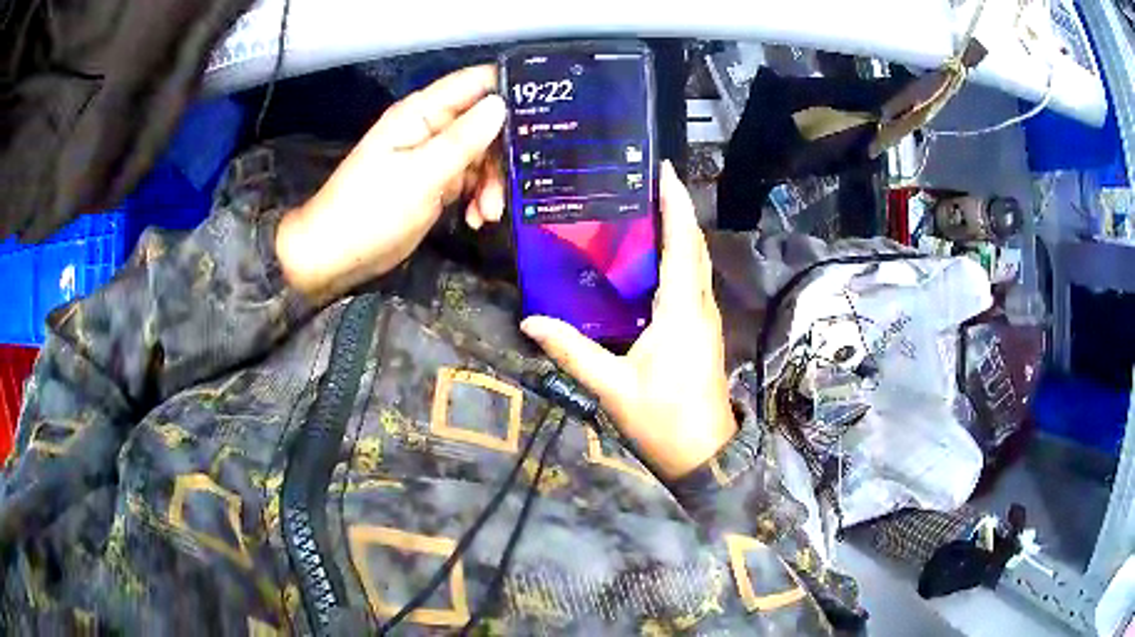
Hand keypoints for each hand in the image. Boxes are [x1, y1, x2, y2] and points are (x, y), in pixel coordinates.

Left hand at [275, 65, 506, 302]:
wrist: (336, 256)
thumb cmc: (370, 211)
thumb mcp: (421, 175)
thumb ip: (463, 140)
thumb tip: (501, 105)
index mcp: (422, 113)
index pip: (474, 83)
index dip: (510, 89)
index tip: (547, 109)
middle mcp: (431, 128)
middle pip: (485, 124)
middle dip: (502, 154)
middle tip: (511, 186)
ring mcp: (433, 157)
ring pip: (482, 156)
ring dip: (492, 184)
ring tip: (488, 214)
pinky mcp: (434, 183)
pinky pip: (469, 181)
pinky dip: (478, 198)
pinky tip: (477, 220)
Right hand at [521, 163, 736, 480]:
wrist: (704, 454)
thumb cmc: (663, 421)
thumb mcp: (613, 388)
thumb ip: (573, 352)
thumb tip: (530, 322)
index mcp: (681, 312)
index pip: (682, 244)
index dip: (676, 204)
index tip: (663, 170)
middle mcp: (700, 306)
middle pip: (694, 246)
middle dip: (677, 209)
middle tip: (646, 182)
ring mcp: (707, 318)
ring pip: (697, 262)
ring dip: (680, 231)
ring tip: (647, 209)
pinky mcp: (704, 330)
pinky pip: (693, 281)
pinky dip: (679, 257)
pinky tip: (653, 259)